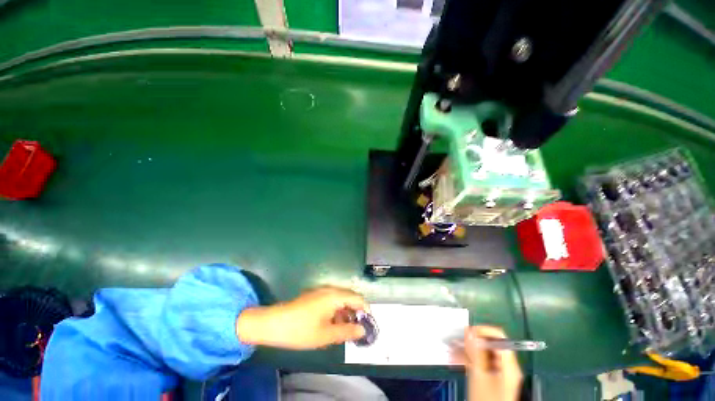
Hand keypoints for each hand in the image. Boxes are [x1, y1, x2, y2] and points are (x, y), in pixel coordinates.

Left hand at [236, 286, 368, 349]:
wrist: (274, 323)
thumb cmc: (301, 330)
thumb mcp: (326, 335)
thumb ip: (347, 331)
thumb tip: (363, 330)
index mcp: (335, 296)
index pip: (358, 298)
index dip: (365, 310)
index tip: (368, 324)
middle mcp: (330, 289)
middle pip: (350, 297)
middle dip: (356, 312)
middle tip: (356, 329)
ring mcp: (321, 291)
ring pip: (340, 299)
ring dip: (345, 312)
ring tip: (344, 329)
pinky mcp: (315, 295)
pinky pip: (331, 300)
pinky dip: (336, 310)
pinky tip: (332, 323)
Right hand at [454, 326, 522, 400]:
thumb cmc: (485, 398)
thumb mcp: (479, 374)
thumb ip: (476, 351)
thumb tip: (470, 331)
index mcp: (508, 364)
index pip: (500, 337)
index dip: (483, 330)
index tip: (468, 332)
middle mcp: (506, 365)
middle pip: (490, 344)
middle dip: (472, 341)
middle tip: (456, 340)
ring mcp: (498, 371)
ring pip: (482, 353)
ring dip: (467, 349)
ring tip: (452, 349)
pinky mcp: (491, 377)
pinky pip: (480, 362)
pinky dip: (468, 359)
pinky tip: (455, 358)